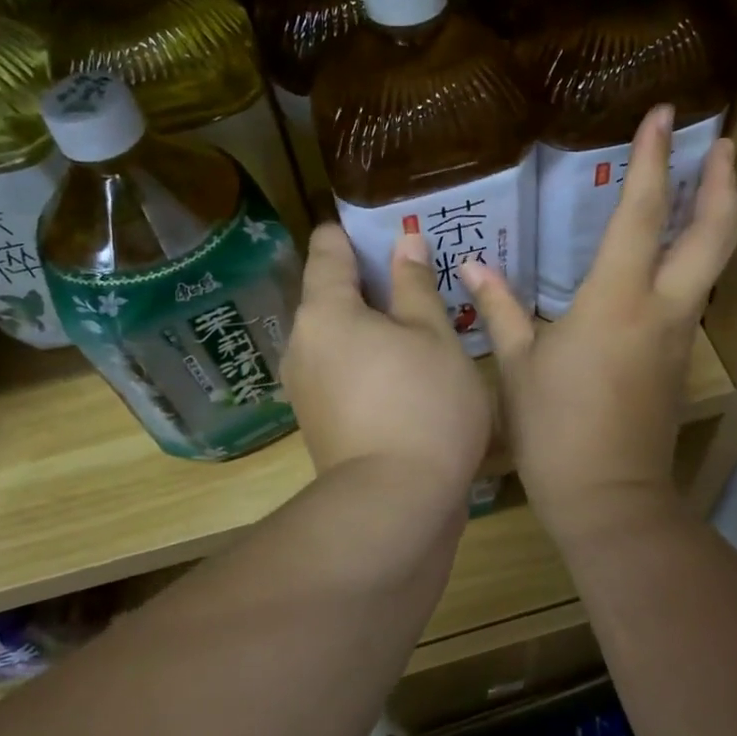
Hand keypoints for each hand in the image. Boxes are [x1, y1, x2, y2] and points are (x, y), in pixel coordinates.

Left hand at [283, 224, 491, 508]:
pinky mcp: (318, 421)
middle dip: (371, 283)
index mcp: (325, 311)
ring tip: (421, 325)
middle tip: (421, 279)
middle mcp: (302, 343)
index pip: (327, 248)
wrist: (395, 506)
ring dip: (372, 326)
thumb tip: (404, 242)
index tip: (390, 229)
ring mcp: (305, 387)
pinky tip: (406, 372)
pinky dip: (367, 360)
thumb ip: (416, 285)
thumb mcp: (434, 336)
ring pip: (337, 337)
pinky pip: (340, 370)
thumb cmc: (424, 405)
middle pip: (330, 294)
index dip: (356, 231)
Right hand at [462, 106, 736, 539]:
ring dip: (716, 218)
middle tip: (722, 143)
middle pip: (712, 233)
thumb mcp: (516, 365)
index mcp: (616, 299)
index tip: (662, 114)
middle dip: (722, 182)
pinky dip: (694, 261)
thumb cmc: (554, 428)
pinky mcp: (679, 361)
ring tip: (709, 185)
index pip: (643, 213)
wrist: (608, 496)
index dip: (653, 158)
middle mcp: (661, 308)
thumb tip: (473, 267)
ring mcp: (679, 336)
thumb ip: (500, 308)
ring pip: (713, 263)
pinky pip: (693, 296)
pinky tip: (671, 258)